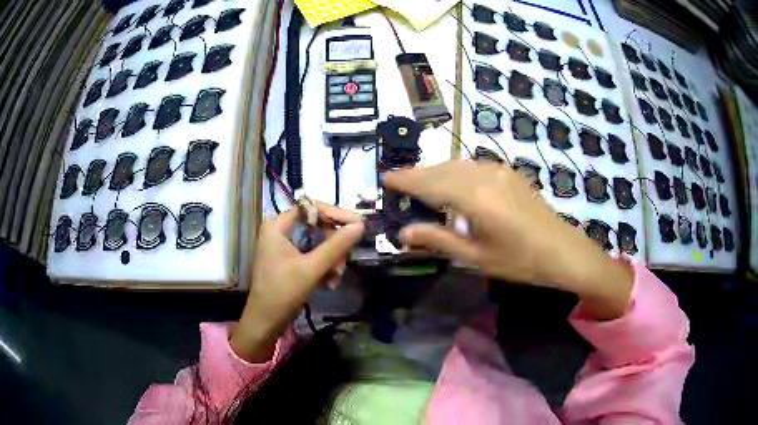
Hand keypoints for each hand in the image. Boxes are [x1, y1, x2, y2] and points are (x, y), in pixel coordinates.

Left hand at [231, 203, 364, 361]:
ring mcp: (283, 247)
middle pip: (315, 225)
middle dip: (333, 244)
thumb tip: (360, 225)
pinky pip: (312, 256)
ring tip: (336, 277)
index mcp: (277, 226)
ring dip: (331, 259)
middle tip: (347, 258)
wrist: (265, 322)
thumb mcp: (312, 268)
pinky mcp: (288, 262)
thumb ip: (336, 245)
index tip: (357, 224)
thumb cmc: (283, 292)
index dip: (335, 213)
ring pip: (317, 242)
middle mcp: (279, 231)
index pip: (310, 207)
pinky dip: (323, 267)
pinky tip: (329, 283)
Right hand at [384, 161, 632, 319]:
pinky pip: (473, 165)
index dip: (405, 179)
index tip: (385, 178)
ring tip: (421, 184)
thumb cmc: (519, 260)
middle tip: (399, 183)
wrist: (563, 250)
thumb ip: (438, 240)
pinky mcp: (509, 172)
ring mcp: (499, 170)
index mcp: (473, 197)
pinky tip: (453, 183)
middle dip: (418, 174)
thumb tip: (403, 234)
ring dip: (436, 171)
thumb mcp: (475, 256)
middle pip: (441, 169)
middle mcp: (483, 175)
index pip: (429, 182)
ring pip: (457, 164)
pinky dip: (455, 171)